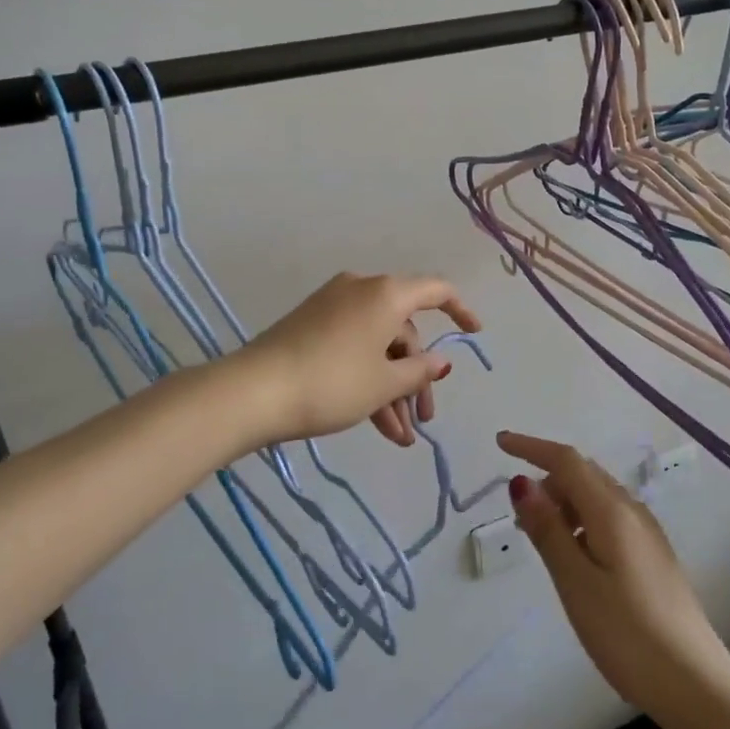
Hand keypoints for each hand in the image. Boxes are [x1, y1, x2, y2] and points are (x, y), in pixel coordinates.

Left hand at [235, 272, 480, 447]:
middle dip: (416, 377)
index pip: (436, 290)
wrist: (254, 392)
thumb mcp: (384, 383)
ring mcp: (333, 307)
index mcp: (386, 293)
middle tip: (422, 420)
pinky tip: (377, 425)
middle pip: (404, 330)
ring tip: (399, 439)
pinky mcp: (312, 326)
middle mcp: (362, 290)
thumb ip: (420, 371)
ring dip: (392, 389)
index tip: (476, 335)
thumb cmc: (332, 383)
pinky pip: (354, 348)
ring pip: (378, 345)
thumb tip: (441, 362)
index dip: (461, 311)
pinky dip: (368, 380)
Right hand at [499, 431, 729, 726]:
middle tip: (518, 515)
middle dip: (547, 479)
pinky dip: (582, 521)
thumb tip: (521, 482)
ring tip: (541, 540)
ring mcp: (646, 533)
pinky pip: (609, 518)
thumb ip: (548, 530)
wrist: (696, 685)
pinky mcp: (652, 556)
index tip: (500, 443)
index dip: (531, 447)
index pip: (567, 460)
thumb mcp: (576, 583)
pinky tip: (575, 557)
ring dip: (564, 502)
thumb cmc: (628, 634)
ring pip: (596, 496)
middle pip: (583, 474)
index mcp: (612, 511)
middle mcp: (632, 511)